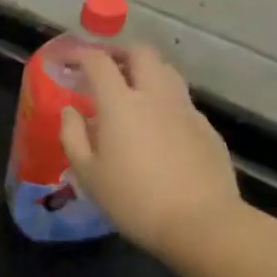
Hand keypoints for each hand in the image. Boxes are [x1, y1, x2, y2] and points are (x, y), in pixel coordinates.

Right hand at [58, 44, 243, 252]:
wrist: (201, 223)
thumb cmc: (133, 200)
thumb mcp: (88, 174)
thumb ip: (73, 136)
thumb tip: (70, 111)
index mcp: (120, 103)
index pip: (98, 61)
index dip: (81, 55)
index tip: (69, 62)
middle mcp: (155, 96)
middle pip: (141, 53)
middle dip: (120, 53)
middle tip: (105, 68)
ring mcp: (185, 110)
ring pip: (167, 71)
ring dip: (147, 71)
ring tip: (133, 90)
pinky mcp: (207, 128)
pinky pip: (182, 101)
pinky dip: (165, 100)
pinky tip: (159, 126)